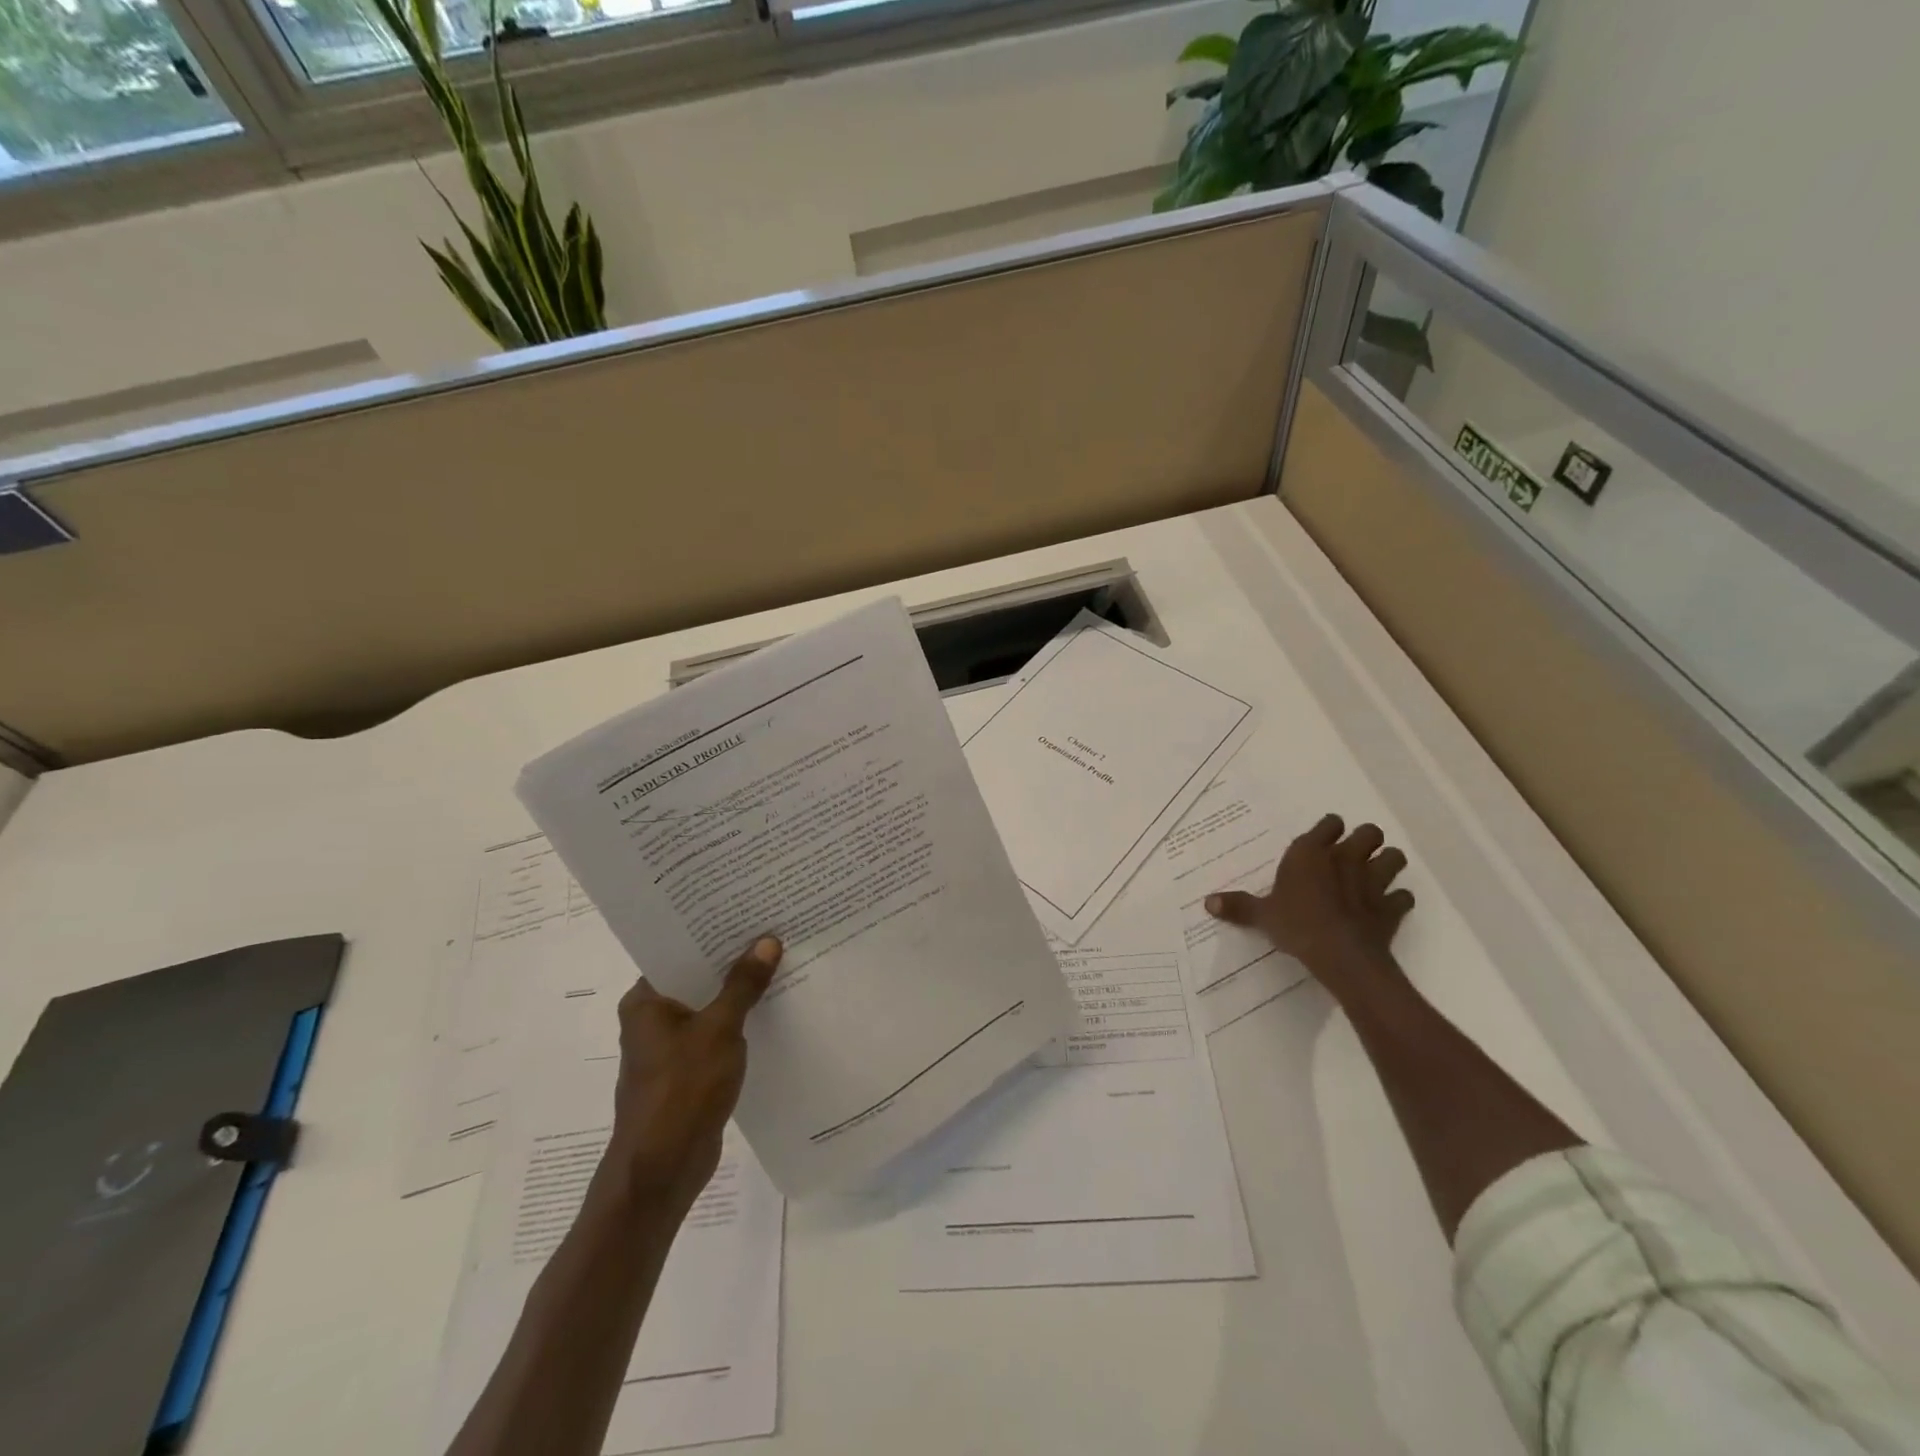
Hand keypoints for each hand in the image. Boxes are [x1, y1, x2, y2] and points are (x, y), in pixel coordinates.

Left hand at [604, 935, 780, 1212]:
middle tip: (773, 931)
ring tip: (780, 963)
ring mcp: (670, 1048)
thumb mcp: (719, 1029)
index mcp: (646, 1001)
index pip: (679, 951)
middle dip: (733, 961)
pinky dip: (740, 1023)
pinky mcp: (688, 1072)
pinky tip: (773, 1010)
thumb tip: (767, 941)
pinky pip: (717, 1035)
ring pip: (710, 1007)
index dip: (712, 932)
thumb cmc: (681, 1090)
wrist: (662, 1170)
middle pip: (697, 978)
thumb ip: (743, 985)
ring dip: (739, 993)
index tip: (747, 911)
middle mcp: (652, 1019)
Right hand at [1205, 814, 1413, 1001]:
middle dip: (1365, 840)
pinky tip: (1387, 907)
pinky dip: (1398, 900)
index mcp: (1311, 853)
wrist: (1341, 955)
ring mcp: (1374, 881)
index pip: (1329, 823)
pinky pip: (1403, 897)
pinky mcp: (1392, 907)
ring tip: (1375, 875)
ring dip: (1388, 864)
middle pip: (1368, 833)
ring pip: (1394, 858)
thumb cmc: (1296, 925)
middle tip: (1351, 855)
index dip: (1329, 829)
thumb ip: (1238, 906)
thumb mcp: (1261, 916)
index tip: (1323, 839)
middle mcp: (1345, 859)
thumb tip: (1207, 902)